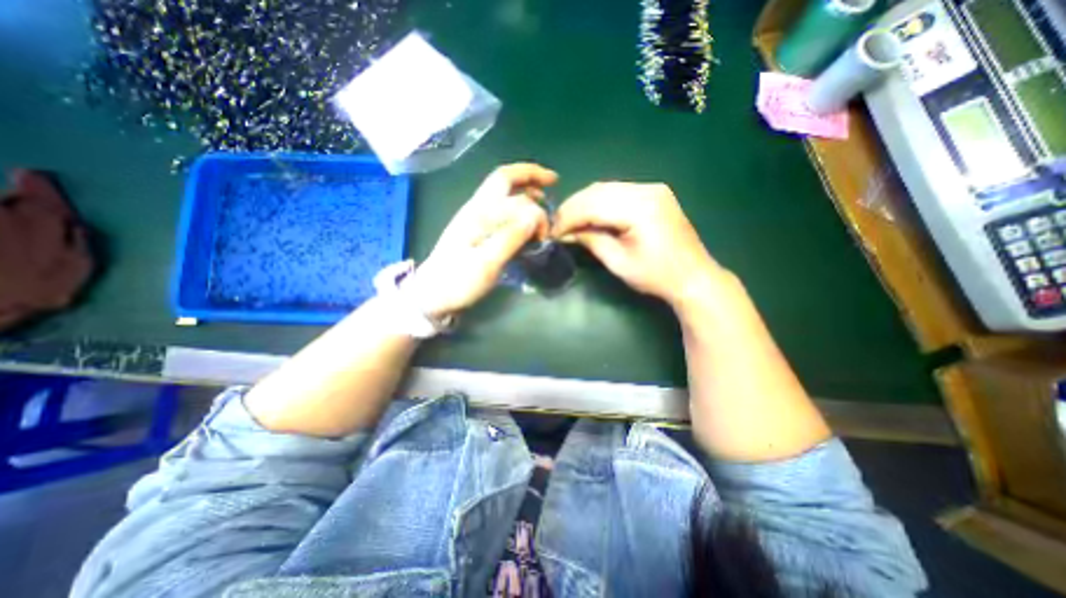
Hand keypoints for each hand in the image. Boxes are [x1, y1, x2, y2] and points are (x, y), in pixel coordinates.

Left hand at [410, 162, 558, 318]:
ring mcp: (474, 218)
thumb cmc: (459, 281)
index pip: (513, 193)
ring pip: (502, 192)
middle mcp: (476, 208)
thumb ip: (511, 237)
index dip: (536, 209)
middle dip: (530, 175)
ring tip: (543, 198)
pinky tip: (525, 220)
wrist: (432, 295)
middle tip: (552, 181)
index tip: (546, 232)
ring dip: (524, 190)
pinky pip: (500, 208)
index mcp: (479, 213)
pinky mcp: (475, 230)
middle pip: (504, 179)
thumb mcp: (487, 263)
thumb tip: (536, 215)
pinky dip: (517, 207)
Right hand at [549, 182, 724, 312]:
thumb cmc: (657, 276)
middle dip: (573, 208)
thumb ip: (591, 241)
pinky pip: (617, 192)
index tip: (552, 232)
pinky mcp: (654, 193)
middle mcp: (646, 189)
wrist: (693, 276)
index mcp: (640, 207)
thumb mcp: (619, 262)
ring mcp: (652, 188)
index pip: (592, 205)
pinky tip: (590, 216)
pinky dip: (599, 203)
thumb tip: (566, 233)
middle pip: (597, 191)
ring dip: (584, 204)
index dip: (568, 217)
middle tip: (558, 227)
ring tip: (570, 222)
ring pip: (605, 188)